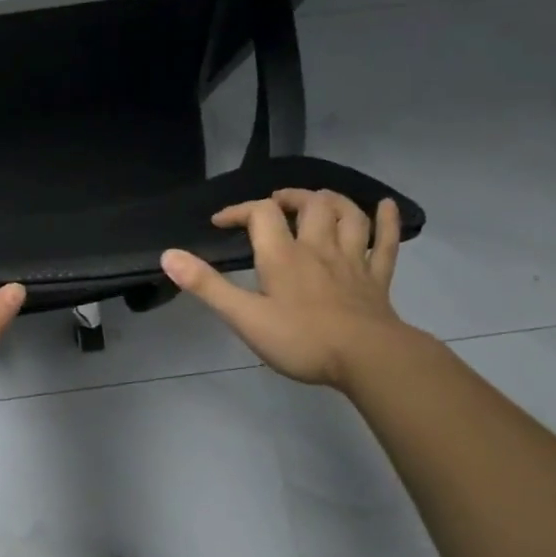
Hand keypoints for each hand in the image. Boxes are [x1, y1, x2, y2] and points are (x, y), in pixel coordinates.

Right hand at [160, 189, 415, 389]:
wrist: (368, 359)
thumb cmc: (301, 340)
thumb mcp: (244, 317)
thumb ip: (207, 286)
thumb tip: (168, 255)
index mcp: (283, 256)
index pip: (261, 214)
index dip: (239, 211)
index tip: (220, 223)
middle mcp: (319, 248)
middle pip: (310, 205)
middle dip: (290, 197)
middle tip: (275, 204)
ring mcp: (352, 262)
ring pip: (348, 216)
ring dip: (333, 201)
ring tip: (320, 199)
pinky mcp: (377, 280)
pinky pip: (385, 243)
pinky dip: (387, 221)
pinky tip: (387, 206)